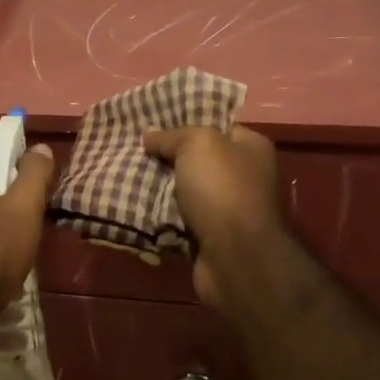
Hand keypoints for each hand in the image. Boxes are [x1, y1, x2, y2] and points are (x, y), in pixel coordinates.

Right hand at [143, 124, 288, 310]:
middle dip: (168, 157)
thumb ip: (172, 136)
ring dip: (161, 187)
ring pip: (187, 190)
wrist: (235, 256)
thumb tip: (150, 134)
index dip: (186, 122)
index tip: (154, 123)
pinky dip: (163, 215)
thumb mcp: (197, 144)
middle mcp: (246, 176)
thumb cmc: (222, 189)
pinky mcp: (213, 236)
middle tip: (135, 150)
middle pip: (198, 159)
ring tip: (128, 175)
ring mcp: (230, 209)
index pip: (217, 126)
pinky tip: (137, 205)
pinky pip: (181, 218)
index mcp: (251, 148)